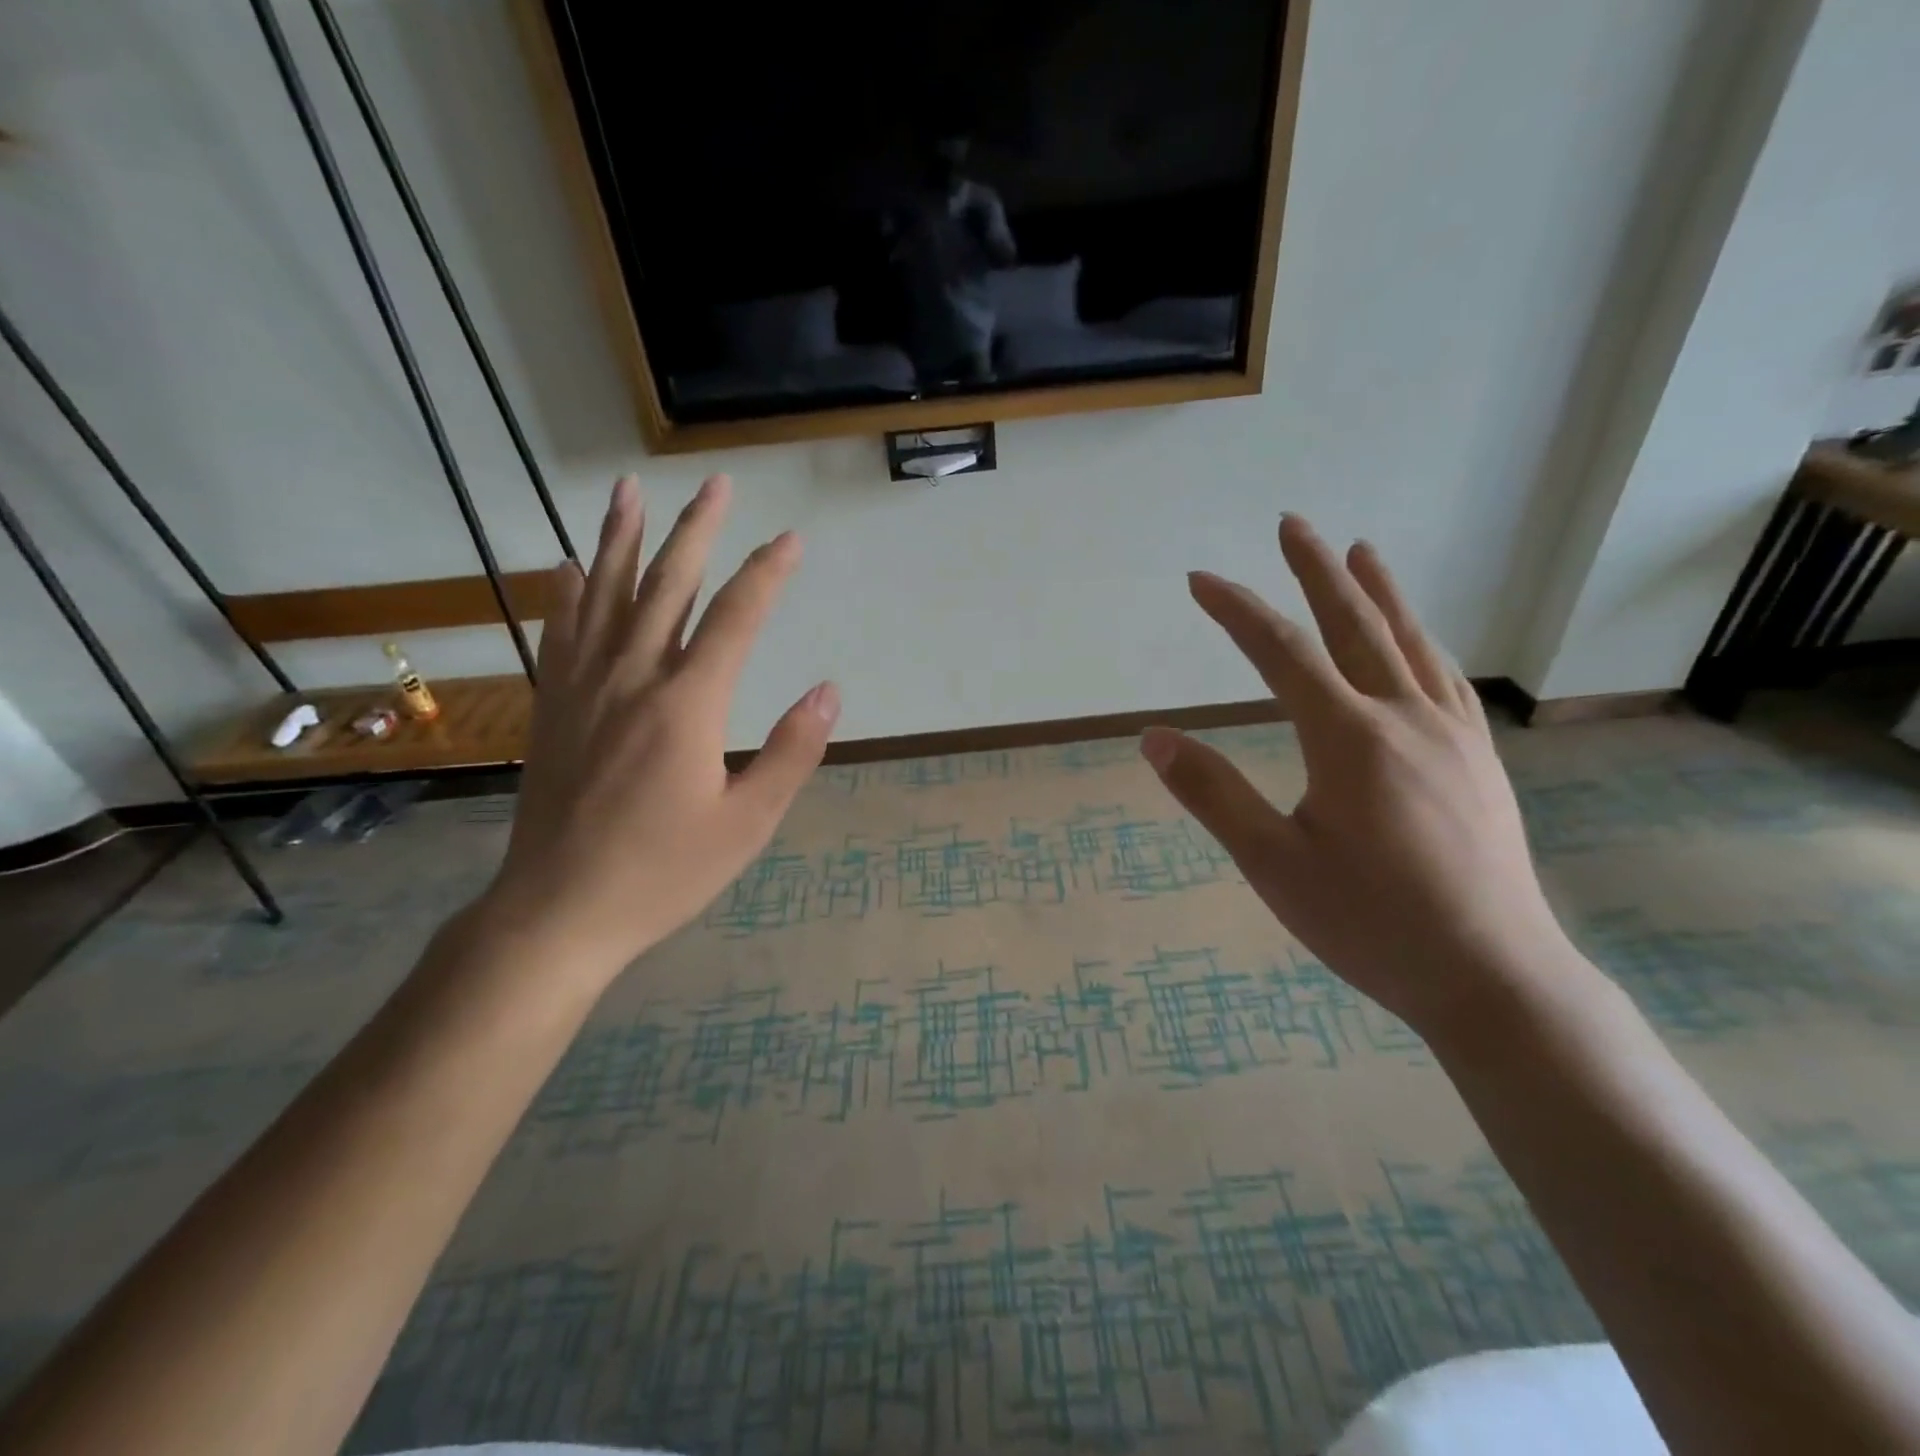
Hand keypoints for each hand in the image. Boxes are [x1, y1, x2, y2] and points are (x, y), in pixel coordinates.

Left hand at [484, 474, 837, 978]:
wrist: (558, 911)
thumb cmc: (664, 872)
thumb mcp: (747, 824)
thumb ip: (791, 752)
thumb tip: (829, 691)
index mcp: (687, 705)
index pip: (735, 619)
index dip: (766, 574)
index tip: (791, 541)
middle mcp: (632, 679)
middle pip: (668, 586)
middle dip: (697, 531)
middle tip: (716, 484)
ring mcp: (583, 688)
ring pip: (606, 594)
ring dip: (623, 537)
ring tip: (630, 488)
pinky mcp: (553, 707)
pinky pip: (561, 632)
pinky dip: (570, 592)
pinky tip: (572, 564)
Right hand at [1141, 516, 1579, 1037]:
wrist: (1493, 976)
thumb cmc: (1371, 923)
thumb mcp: (1274, 865)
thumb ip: (1213, 795)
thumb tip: (1156, 738)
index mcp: (1349, 739)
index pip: (1282, 654)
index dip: (1236, 611)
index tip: (1199, 581)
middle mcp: (1404, 718)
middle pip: (1354, 625)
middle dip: (1316, 571)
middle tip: (1292, 524)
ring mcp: (1450, 735)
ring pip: (1409, 641)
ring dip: (1378, 591)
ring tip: (1359, 550)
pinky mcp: (1478, 759)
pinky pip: (1443, 677)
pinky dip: (1419, 639)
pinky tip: (1415, 639)